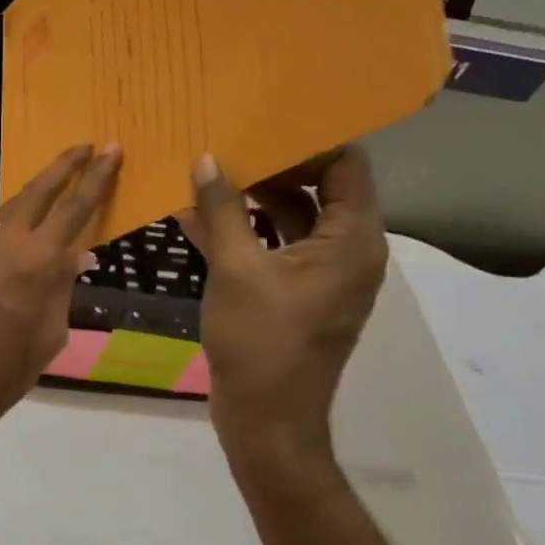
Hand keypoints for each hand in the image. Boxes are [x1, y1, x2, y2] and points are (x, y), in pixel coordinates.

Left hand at [0, 144, 121, 433]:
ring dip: (41, 184)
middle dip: (64, 164)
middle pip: (39, 191)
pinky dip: (22, 210)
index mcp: (36, 263)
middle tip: (88, 144)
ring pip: (16, 204)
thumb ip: (62, 288)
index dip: (95, 178)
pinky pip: (2, 225)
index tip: (111, 150)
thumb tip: (76, 257)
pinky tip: (34, 215)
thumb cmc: (7, 370)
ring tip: (64, 171)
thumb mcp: (50, 334)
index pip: (74, 209)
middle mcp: (8, 244)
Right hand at [178, 147, 388, 456]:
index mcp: (350, 242)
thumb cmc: (260, 343)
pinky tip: (194, 218)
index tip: (263, 123)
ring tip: (205, 173)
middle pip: (317, 189)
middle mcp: (345, 252)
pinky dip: (242, 232)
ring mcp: (321, 275)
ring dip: (251, 199)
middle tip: (226, 142)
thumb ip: (223, 210)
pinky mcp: (296, 293)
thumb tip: (205, 159)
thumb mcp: (236, 270)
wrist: (266, 421)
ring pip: (291, 219)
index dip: (308, 141)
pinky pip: (274, 248)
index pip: (345, 167)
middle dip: (271, 167)